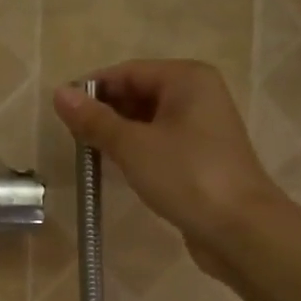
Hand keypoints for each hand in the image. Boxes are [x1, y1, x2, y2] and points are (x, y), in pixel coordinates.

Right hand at [52, 60, 283, 279]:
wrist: (240, 229)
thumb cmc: (186, 176)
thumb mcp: (133, 146)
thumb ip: (95, 120)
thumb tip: (59, 93)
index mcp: (187, 78)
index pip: (128, 72)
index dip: (92, 89)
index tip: (61, 112)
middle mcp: (198, 95)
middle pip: (139, 93)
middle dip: (105, 112)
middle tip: (72, 137)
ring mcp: (202, 128)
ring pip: (149, 121)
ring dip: (119, 134)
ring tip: (89, 154)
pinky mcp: (201, 158)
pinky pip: (161, 143)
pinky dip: (138, 151)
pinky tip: (118, 168)